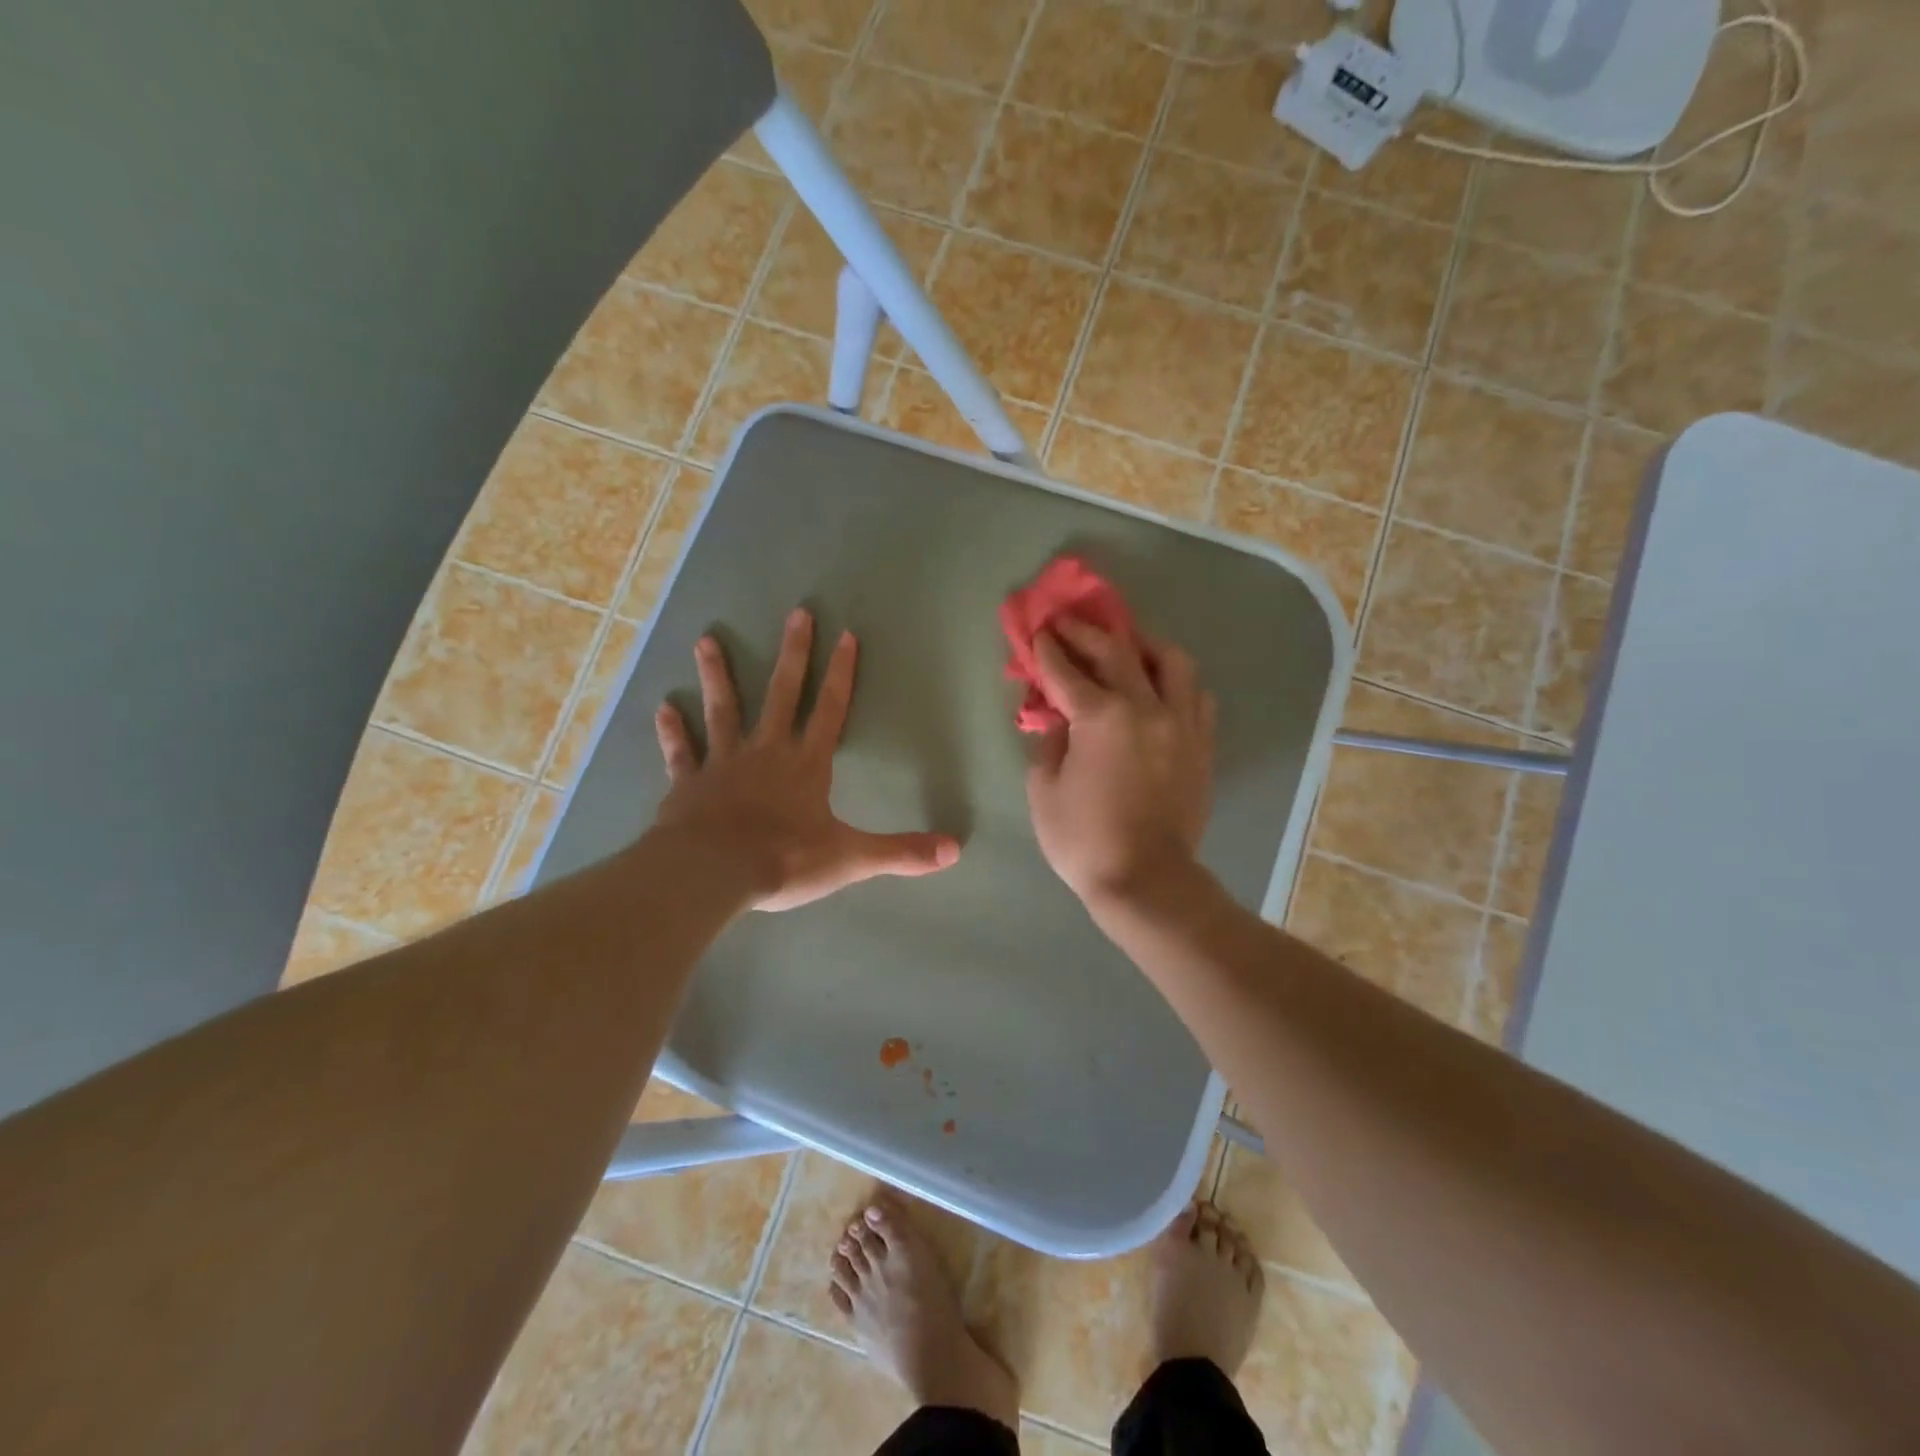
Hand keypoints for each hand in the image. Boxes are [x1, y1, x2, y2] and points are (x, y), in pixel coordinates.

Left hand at [652, 608, 960, 911]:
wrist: (712, 873)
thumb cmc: (783, 860)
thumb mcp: (850, 858)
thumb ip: (901, 852)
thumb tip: (955, 850)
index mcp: (806, 765)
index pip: (830, 711)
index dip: (842, 675)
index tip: (846, 636)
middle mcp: (766, 752)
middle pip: (782, 694)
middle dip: (793, 654)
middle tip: (797, 613)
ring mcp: (723, 763)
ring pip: (723, 710)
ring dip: (717, 676)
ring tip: (706, 640)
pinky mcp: (688, 783)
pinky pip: (680, 753)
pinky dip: (672, 732)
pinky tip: (663, 707)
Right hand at [1023, 619, 1215, 907]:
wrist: (1146, 880)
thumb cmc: (1084, 840)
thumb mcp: (1044, 791)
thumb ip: (1050, 743)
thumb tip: (1059, 721)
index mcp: (1101, 718)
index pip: (1067, 671)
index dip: (1048, 649)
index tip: (1037, 632)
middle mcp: (1146, 708)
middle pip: (1117, 652)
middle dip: (1087, 632)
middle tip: (1069, 623)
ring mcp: (1181, 724)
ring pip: (1171, 662)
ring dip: (1144, 645)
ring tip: (1128, 646)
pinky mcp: (1201, 745)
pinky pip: (1196, 696)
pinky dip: (1176, 683)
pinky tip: (1161, 688)